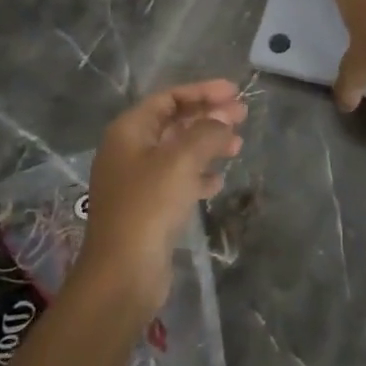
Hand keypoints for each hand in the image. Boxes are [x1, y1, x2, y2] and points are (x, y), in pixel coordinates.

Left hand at [78, 80, 246, 309]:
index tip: (234, 92)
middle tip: (243, 116)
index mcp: (129, 131)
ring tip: (238, 147)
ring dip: (207, 145)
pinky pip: (176, 180)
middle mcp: (129, 151)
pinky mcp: (146, 209)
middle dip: (208, 117)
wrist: (122, 273)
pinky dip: (198, 175)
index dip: (202, 91)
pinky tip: (218, 182)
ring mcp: (136, 181)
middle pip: (174, 123)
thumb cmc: (149, 205)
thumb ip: (207, 132)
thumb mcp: (182, 160)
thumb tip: (224, 119)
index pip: (168, 98)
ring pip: (178, 152)